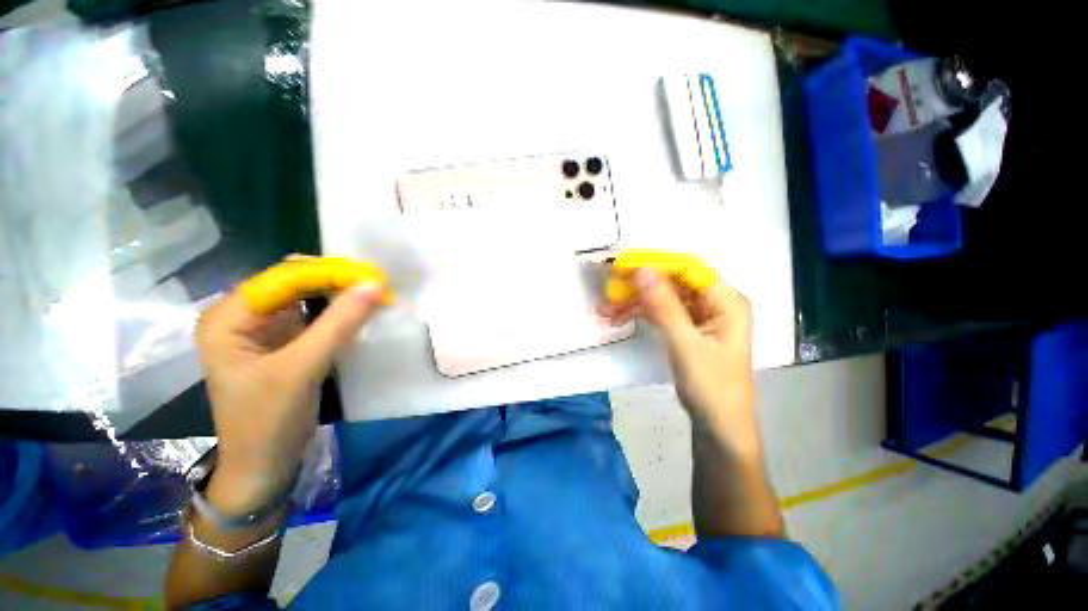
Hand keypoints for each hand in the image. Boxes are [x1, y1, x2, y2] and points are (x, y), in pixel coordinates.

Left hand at [195, 277, 384, 513]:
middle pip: (295, 282)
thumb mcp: (301, 369)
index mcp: (228, 317)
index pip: (283, 277)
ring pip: (307, 296)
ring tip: (375, 294)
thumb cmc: (267, 421)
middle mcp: (243, 315)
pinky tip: (361, 311)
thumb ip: (338, 324)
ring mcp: (264, 328)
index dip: (329, 273)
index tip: (372, 277)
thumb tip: (375, 285)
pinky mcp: (285, 341)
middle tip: (378, 286)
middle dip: (336, 281)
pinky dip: (340, 311)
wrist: (263, 467)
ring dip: (341, 294)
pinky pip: (315, 314)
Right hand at [604, 269, 759, 456]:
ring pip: (663, 298)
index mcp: (727, 301)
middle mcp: (715, 303)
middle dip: (640, 287)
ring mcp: (700, 316)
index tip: (623, 267)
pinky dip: (641, 314)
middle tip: (609, 291)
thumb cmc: (711, 387)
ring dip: (635, 302)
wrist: (719, 427)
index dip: (655, 264)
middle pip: (673, 282)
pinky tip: (618, 318)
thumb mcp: (685, 345)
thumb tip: (642, 270)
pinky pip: (662, 313)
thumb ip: (664, 306)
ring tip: (606, 311)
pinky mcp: (688, 329)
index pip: (688, 269)